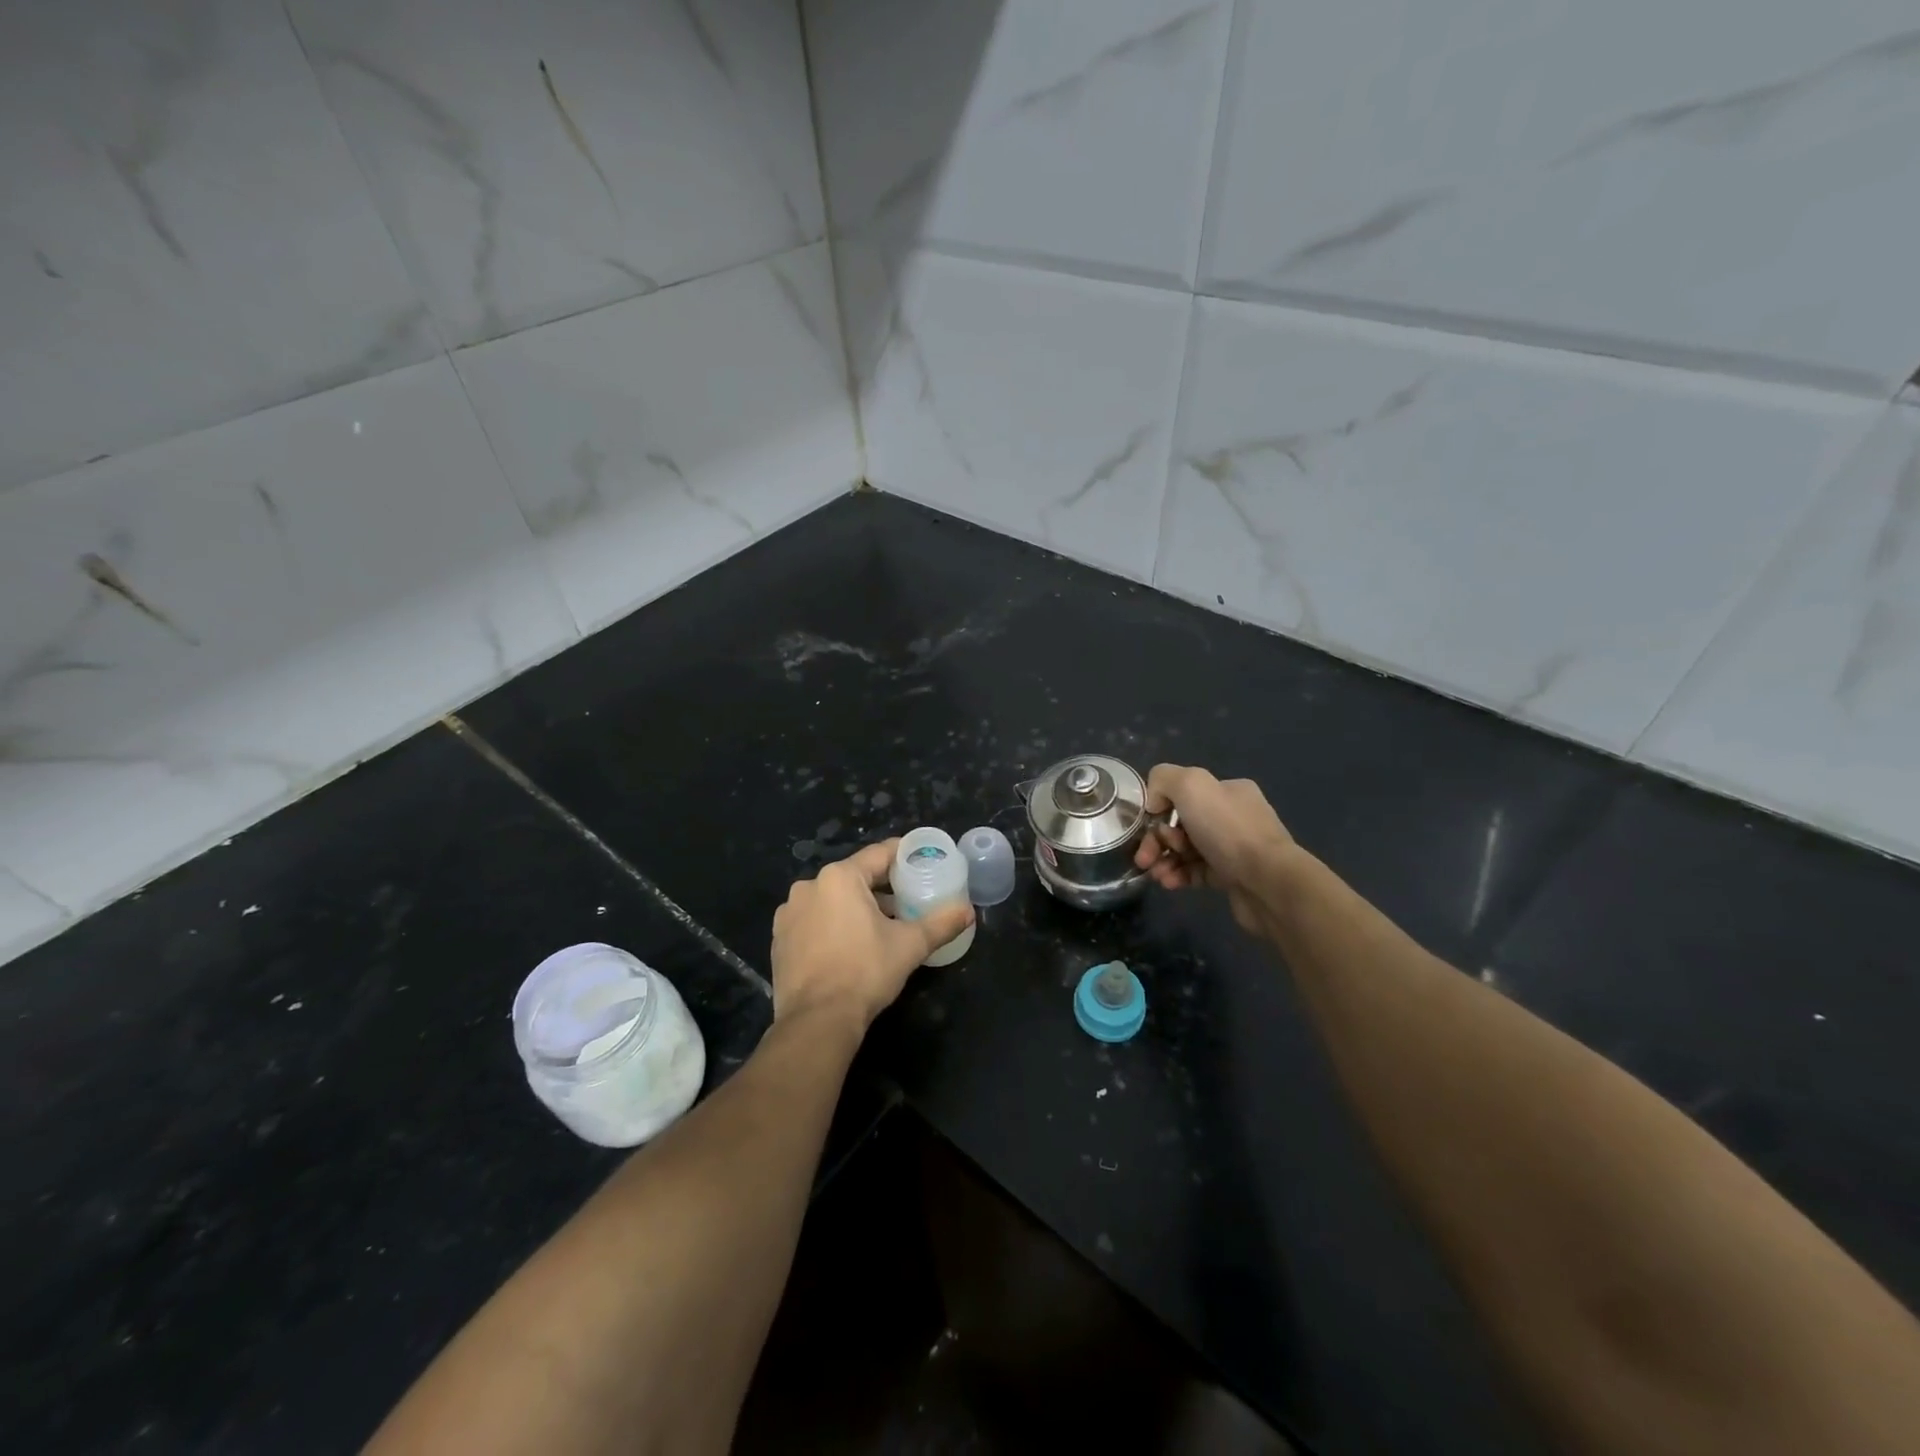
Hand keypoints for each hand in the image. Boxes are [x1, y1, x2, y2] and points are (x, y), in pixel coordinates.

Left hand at [770, 840, 974, 1030]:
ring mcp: (789, 913)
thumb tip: (968, 911)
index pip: (880, 854)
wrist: (816, 1021)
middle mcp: (809, 886)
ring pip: (832, 899)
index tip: (921, 860)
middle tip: (907, 900)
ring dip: (855, 907)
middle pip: (855, 877)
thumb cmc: (865, 972)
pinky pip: (813, 921)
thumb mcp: (910, 945)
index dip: (904, 855)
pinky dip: (832, 925)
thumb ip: (941, 923)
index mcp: (840, 877)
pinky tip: (849, 946)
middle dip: (882, 887)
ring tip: (880, 927)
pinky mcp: (779, 939)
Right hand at [1133, 764, 1294, 936]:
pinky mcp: (1232, 877)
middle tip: (1146, 856)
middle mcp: (1233, 816)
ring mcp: (1234, 849)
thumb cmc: (1228, 830)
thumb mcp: (1191, 785)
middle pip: (1180, 823)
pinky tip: (1168, 883)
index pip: (1182, 794)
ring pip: (1186, 850)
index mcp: (1227, 790)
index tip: (1148, 826)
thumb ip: (1164, 779)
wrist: (1268, 882)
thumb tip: (1155, 802)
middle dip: (1158, 839)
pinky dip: (1178, 875)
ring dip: (1164, 859)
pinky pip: (1196, 872)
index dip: (1159, 809)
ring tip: (1156, 874)